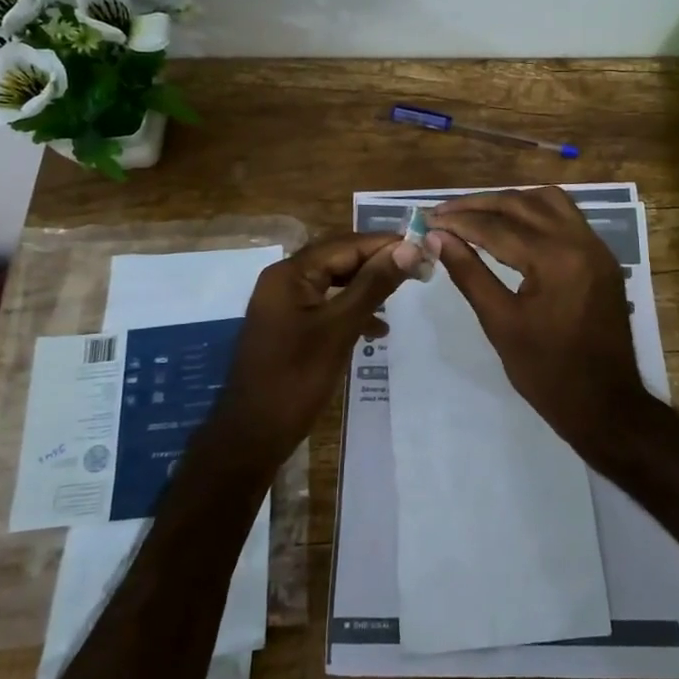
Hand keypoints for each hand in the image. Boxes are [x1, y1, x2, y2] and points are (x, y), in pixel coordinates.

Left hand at [213, 232, 423, 461]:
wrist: (253, 434)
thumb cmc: (296, 378)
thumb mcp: (340, 328)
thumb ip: (374, 285)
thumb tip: (410, 248)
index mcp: (290, 273)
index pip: (346, 244)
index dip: (386, 244)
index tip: (425, 247)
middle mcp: (284, 280)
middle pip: (339, 259)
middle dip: (378, 263)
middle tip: (419, 267)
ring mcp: (285, 304)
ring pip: (335, 282)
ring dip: (367, 286)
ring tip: (403, 294)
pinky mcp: (289, 326)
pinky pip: (327, 305)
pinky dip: (352, 310)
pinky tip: (377, 329)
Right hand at [431, 187, 646, 446]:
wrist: (605, 405)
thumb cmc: (547, 372)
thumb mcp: (500, 323)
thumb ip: (469, 273)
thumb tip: (437, 238)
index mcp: (556, 260)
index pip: (497, 227)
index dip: (458, 221)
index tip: (427, 219)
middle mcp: (581, 241)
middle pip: (522, 204)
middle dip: (479, 205)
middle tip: (443, 212)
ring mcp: (597, 247)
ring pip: (549, 201)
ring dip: (510, 201)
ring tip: (476, 213)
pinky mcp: (602, 257)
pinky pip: (567, 216)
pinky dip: (536, 212)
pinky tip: (512, 224)